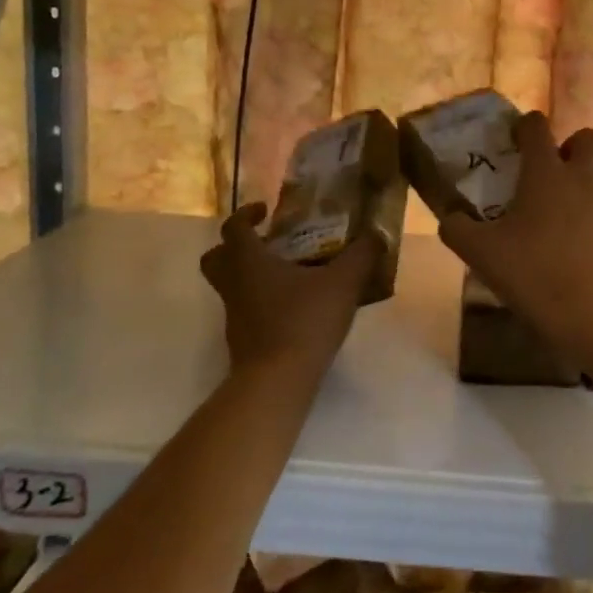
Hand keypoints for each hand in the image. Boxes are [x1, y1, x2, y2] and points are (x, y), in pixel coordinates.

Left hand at [200, 203, 378, 379]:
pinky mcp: (243, 340)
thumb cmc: (304, 321)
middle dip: (235, 246)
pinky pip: (246, 310)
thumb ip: (361, 255)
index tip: (265, 211)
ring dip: (251, 276)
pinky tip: (294, 308)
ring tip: (289, 276)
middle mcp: (234, 284)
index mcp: (248, 261)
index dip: (245, 214)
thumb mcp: (343, 282)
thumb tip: (376, 234)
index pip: (233, 227)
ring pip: (230, 286)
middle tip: (265, 243)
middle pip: (215, 258)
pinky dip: (262, 303)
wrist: (277, 381)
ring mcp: (234, 315)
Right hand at [438, 112, 592, 344]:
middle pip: (590, 137)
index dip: (528, 126)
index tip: (521, 138)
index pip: (537, 127)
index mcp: (546, 173)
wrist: (591, 310)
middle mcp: (586, 175)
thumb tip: (449, 217)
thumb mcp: (479, 253)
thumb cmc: (531, 273)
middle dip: (577, 147)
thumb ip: (457, 228)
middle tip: (563, 171)